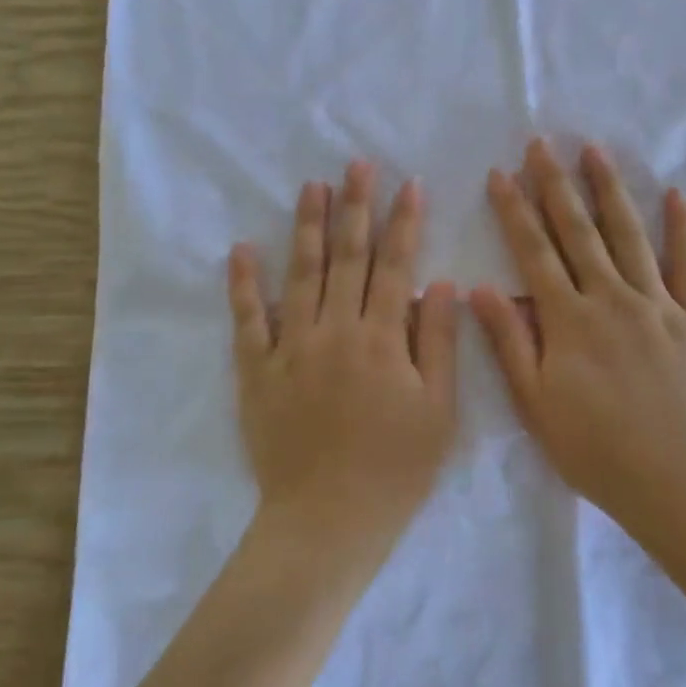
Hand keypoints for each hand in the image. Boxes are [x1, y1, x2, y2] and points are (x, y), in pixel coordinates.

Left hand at [227, 161, 458, 542]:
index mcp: (382, 339)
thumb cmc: (395, 469)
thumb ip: (439, 343)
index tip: (409, 184)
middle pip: (348, 257)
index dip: (404, 222)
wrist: (327, 521)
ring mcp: (291, 347)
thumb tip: (443, 283)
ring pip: (301, 274)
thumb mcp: (439, 411)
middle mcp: (336, 330)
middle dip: (355, 207)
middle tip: (357, 165)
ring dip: (307, 227)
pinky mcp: (257, 371)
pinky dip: (244, 283)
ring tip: (312, 187)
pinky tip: (242, 249)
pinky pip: (248, 319)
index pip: (396, 266)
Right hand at [471, 140, 685, 523]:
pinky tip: (675, 196)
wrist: (674, 480)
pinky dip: (682, 229)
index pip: (534, 251)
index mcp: (568, 319)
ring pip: (629, 235)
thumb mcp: (534, 402)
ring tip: (595, 151)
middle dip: (556, 184)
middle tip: (542, 144)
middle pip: (578, 231)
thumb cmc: (594, 448)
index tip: (501, 173)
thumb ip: (509, 341)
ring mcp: (657, 304)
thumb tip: (480, 287)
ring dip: (609, 190)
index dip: (516, 210)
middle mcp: (610, 297)